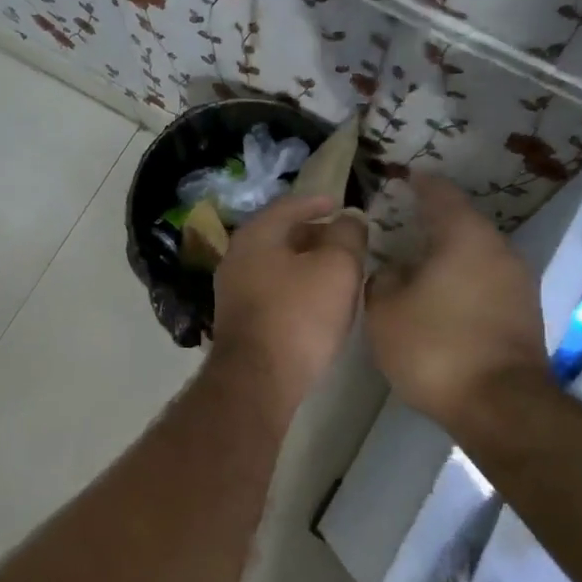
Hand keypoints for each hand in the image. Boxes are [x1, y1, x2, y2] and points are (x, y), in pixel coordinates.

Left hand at [210, 195, 367, 409]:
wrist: (258, 379)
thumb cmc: (299, 315)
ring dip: (305, 263)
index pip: (289, 205)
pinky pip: (272, 290)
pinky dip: (295, 286)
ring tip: (336, 270)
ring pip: (276, 265)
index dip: (318, 202)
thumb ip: (347, 236)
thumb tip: (348, 220)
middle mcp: (237, 257)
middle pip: (280, 236)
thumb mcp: (337, 267)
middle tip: (344, 239)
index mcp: (256, 235)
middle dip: (313, 234)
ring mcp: (233, 291)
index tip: (341, 204)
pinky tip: (316, 301)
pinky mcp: (239, 321)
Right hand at [365, 175, 549, 425]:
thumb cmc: (435, 347)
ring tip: (419, 264)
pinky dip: (463, 281)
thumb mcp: (385, 312)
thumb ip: (383, 280)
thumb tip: (394, 271)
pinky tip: (442, 298)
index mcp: (464, 236)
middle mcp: (498, 249)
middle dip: (433, 222)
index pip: (440, 193)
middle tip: (402, 226)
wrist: (501, 406)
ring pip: (477, 255)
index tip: (404, 177)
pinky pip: (487, 281)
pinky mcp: (525, 313)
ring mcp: (518, 282)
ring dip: (449, 255)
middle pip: (463, 223)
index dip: (420, 183)